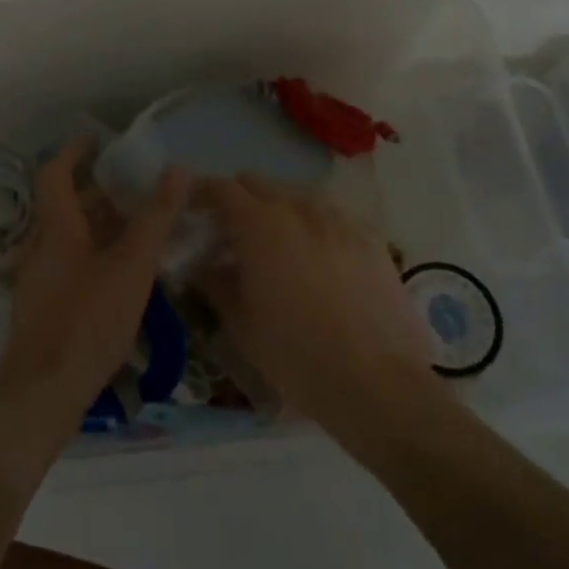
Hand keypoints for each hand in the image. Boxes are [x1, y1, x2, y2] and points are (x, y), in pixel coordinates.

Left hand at [0, 140, 189, 443]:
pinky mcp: (41, 306)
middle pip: (64, 206)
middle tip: (134, 189)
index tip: (96, 139)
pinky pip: (67, 263)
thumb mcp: (131, 268)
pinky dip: (93, 253)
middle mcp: (39, 246)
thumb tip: (177, 169)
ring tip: (136, 229)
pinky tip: (120, 275)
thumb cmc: (87, 321)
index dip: (74, 152)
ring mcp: (37, 278)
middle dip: (97, 192)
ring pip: (67, 237)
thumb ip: (155, 218)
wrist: (42, 393)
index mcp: (56, 228)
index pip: (55, 173)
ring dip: (97, 225)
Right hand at [197, 175, 442, 435]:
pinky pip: (330, 217)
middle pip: (259, 184)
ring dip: (276, 210)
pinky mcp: (371, 239)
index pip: (221, 189)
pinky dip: (311, 227)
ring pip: (296, 196)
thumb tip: (205, 264)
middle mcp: (300, 208)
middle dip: (237, 200)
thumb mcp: (241, 324)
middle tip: (228, 234)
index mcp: (261, 225)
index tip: (191, 211)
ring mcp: (340, 220)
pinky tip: (315, 261)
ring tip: (273, 247)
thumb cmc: (296, 356)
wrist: (378, 384)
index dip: (201, 194)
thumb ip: (216, 283)